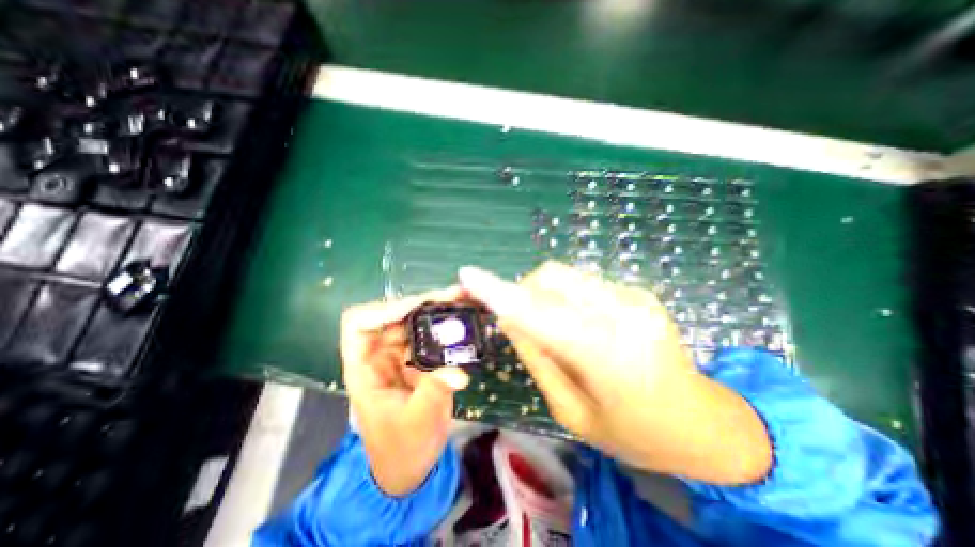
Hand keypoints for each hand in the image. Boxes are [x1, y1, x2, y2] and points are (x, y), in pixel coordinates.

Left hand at [341, 289, 469, 498]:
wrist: (411, 464)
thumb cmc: (402, 448)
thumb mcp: (417, 423)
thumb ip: (434, 394)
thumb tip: (458, 373)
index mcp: (365, 368)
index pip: (359, 324)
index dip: (383, 310)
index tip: (417, 308)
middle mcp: (381, 354)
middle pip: (395, 315)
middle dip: (423, 302)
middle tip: (454, 296)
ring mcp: (401, 355)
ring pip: (415, 320)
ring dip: (438, 308)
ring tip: (463, 300)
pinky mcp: (420, 358)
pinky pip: (431, 333)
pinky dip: (446, 323)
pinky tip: (464, 317)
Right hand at [458, 262, 769, 483]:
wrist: (704, 423)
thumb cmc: (634, 433)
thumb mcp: (572, 411)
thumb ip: (537, 357)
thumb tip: (509, 319)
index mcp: (606, 354)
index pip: (537, 312)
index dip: (498, 292)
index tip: (468, 274)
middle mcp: (622, 313)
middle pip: (551, 277)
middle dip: (524, 291)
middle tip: (519, 319)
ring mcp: (635, 296)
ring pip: (566, 276)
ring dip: (545, 294)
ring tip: (553, 327)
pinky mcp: (639, 291)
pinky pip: (585, 283)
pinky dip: (567, 297)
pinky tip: (580, 324)